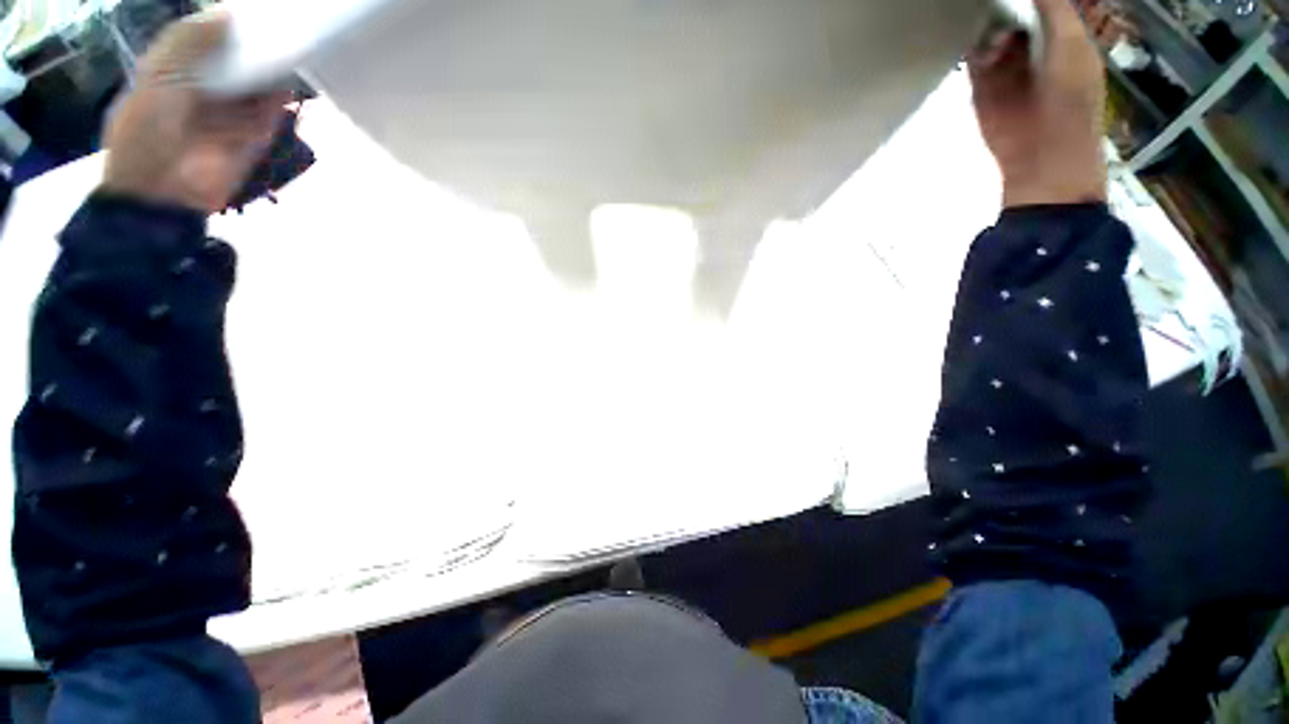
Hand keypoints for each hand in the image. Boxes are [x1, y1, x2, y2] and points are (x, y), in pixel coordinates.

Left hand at [102, 11, 287, 212]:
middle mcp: (205, 84)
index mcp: (175, 67)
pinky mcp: (256, 134)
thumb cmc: (148, 129)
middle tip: (281, 18)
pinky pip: (274, 107)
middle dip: (255, 40)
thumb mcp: (158, 75)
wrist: (167, 189)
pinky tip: (297, 72)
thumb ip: (189, 42)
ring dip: (274, 63)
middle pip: (236, 56)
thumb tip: (228, 14)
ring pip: (258, 79)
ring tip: (296, 38)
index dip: (225, 21)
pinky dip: (286, 91)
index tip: (252, 8)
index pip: (205, 37)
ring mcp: (232, 111)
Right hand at [969, 0, 1106, 207]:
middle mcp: (1032, 44)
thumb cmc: (1070, 98)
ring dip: (987, 29)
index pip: (1040, 2)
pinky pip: (973, 59)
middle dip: (1003, 8)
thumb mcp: (1071, 44)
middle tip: (997, 12)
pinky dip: (972, 51)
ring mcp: (1005, 66)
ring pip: (990, 31)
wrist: (1043, 153)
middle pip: (1012, 11)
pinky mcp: (981, 87)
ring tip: (993, 47)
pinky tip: (977, 53)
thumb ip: (1054, 8)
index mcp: (1061, 33)